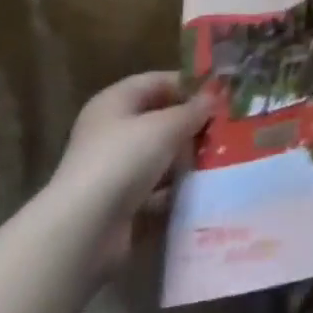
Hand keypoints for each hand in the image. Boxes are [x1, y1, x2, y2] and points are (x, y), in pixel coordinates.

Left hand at [49, 71, 210, 271]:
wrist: (85, 230)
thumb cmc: (123, 160)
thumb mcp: (164, 127)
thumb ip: (192, 111)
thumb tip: (215, 96)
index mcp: (115, 102)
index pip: (157, 82)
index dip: (188, 85)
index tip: (220, 95)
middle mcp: (111, 131)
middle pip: (158, 120)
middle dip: (191, 126)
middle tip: (227, 130)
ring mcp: (114, 170)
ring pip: (159, 157)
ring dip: (186, 161)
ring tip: (222, 161)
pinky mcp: (120, 205)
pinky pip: (155, 191)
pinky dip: (175, 192)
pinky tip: (202, 193)